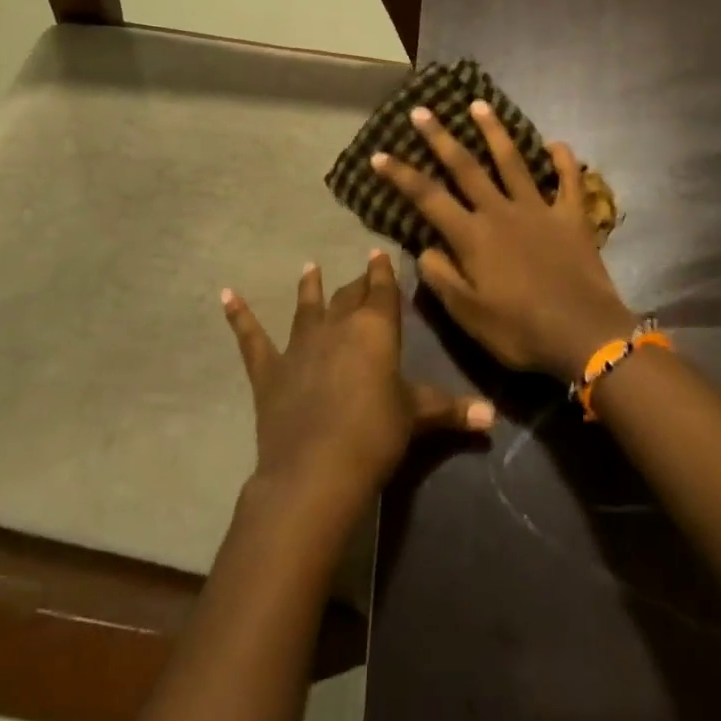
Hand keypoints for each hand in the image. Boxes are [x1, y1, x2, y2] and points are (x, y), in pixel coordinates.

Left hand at [222, 252, 495, 508]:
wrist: (317, 469)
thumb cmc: (376, 435)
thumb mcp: (417, 417)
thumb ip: (452, 410)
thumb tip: (494, 416)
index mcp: (375, 330)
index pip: (383, 291)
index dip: (383, 272)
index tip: (379, 252)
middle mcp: (337, 326)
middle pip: (348, 296)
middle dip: (356, 283)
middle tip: (360, 272)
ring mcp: (300, 346)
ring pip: (307, 307)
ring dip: (309, 288)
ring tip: (308, 267)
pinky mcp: (270, 370)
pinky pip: (251, 338)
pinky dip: (239, 316)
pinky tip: (225, 295)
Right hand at [372, 102, 637, 380]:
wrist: (584, 334)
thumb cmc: (520, 331)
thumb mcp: (468, 315)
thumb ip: (442, 278)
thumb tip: (424, 248)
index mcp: (473, 236)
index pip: (428, 197)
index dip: (401, 175)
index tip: (379, 154)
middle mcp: (502, 212)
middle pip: (466, 167)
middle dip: (440, 137)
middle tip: (422, 110)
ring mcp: (540, 210)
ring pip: (513, 161)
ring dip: (495, 132)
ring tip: (480, 105)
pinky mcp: (573, 217)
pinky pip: (569, 181)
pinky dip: (564, 160)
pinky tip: (555, 143)